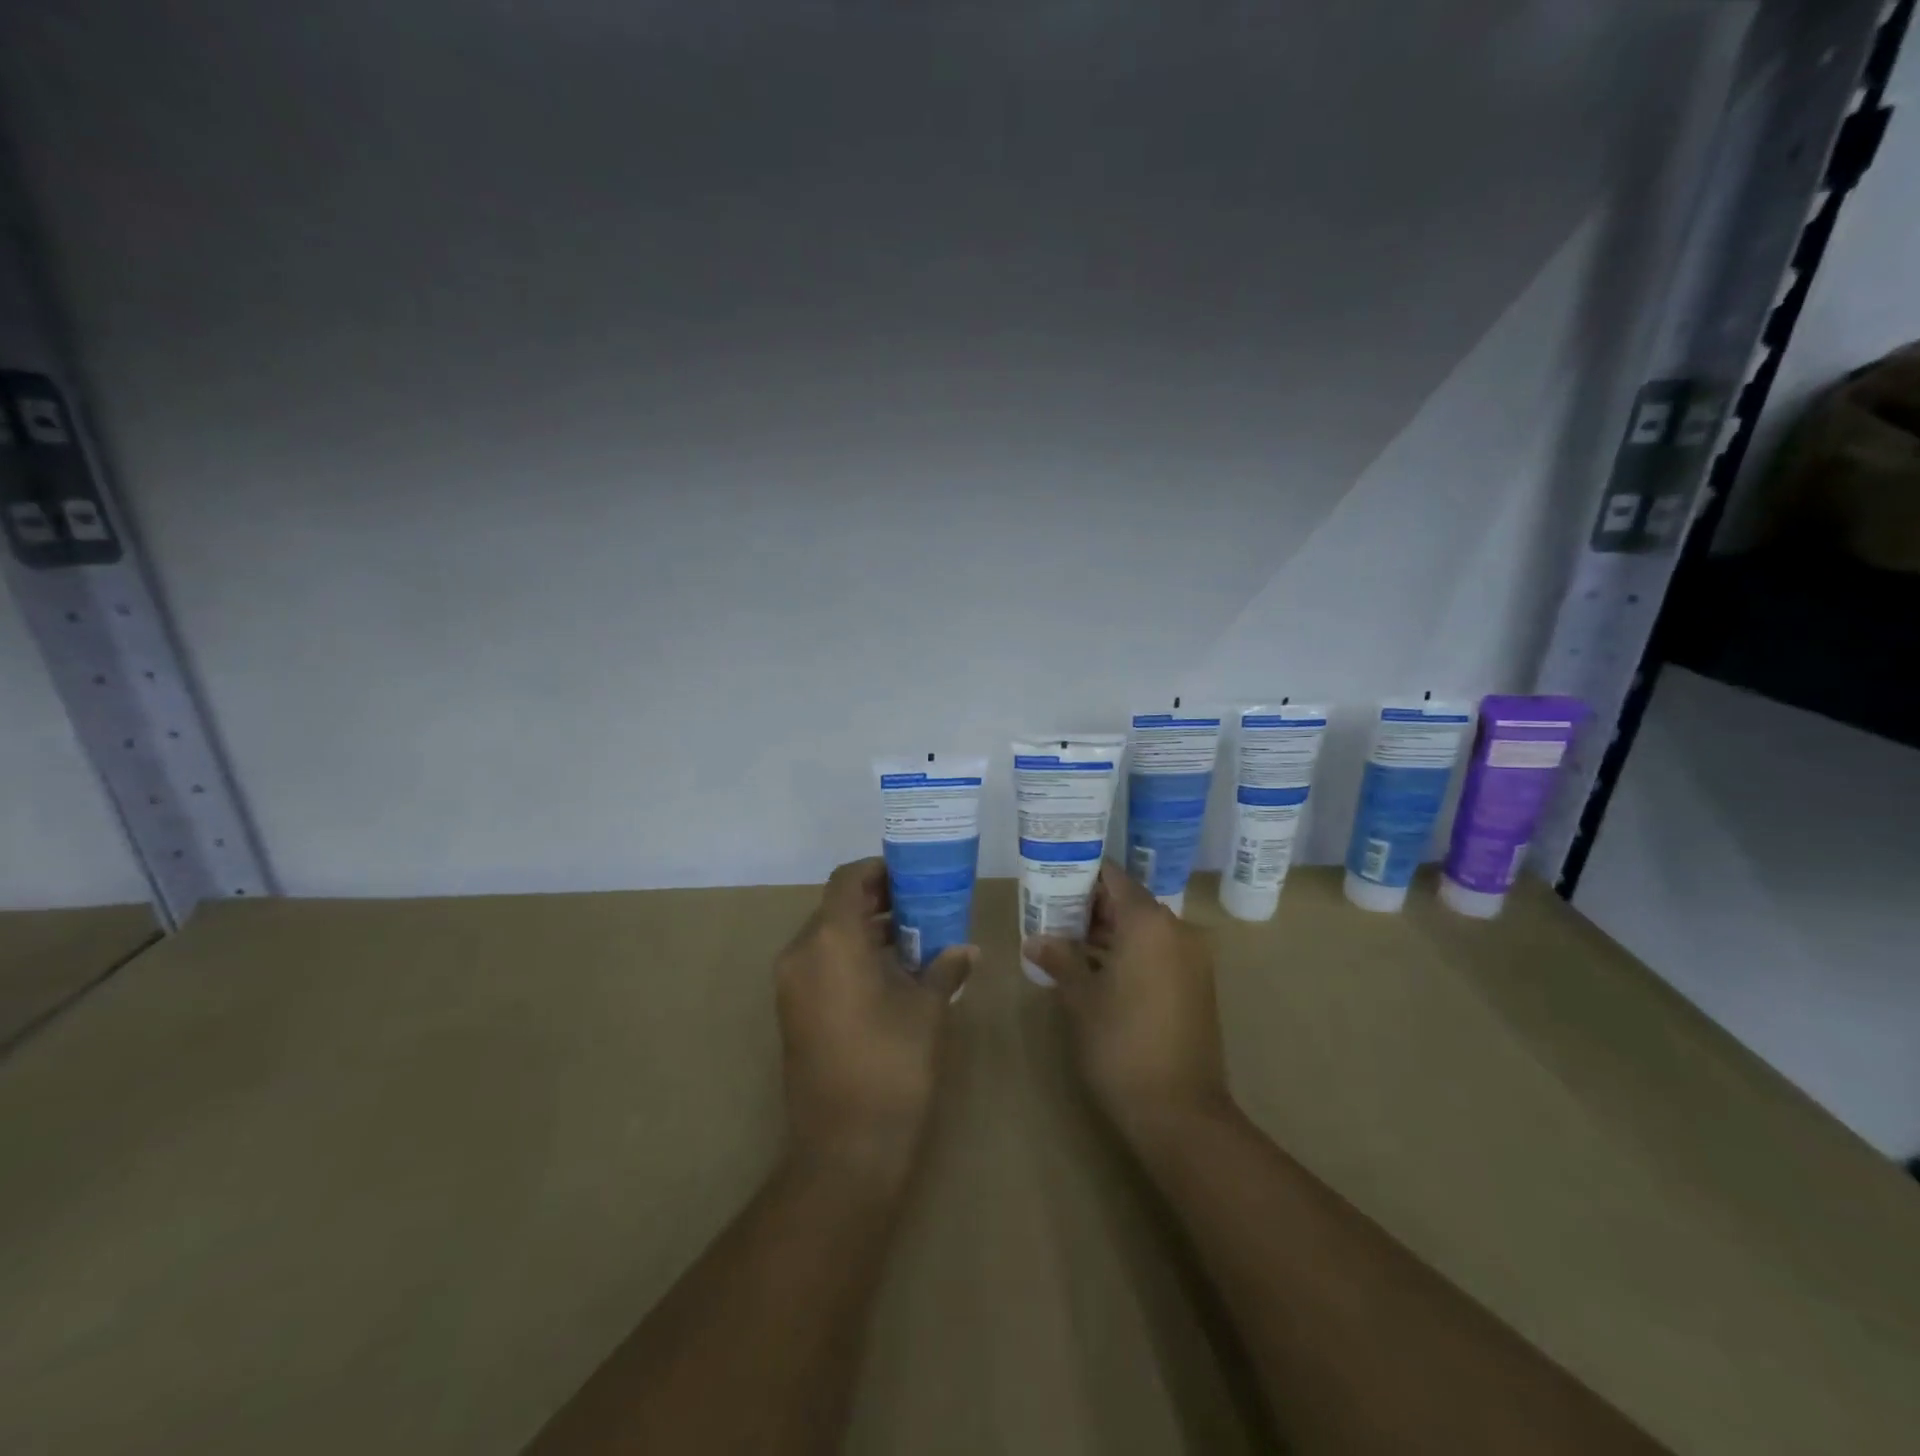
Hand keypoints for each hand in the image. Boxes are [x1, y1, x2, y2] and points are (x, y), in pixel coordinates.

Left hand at [775, 859, 976, 1188]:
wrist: (845, 1148)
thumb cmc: (892, 1065)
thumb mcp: (927, 1010)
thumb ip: (946, 968)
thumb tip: (967, 949)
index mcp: (831, 940)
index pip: (847, 880)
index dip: (879, 870)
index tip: (913, 874)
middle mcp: (801, 953)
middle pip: (836, 906)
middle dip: (878, 899)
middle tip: (922, 903)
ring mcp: (791, 985)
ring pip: (827, 936)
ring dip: (865, 929)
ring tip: (914, 936)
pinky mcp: (792, 1012)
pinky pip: (820, 964)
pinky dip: (851, 956)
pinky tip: (891, 972)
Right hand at [1023, 862, 1231, 1149]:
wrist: (1180, 1111)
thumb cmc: (1121, 1043)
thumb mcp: (1081, 998)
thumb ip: (1059, 959)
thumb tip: (1034, 939)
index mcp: (1149, 923)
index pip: (1113, 878)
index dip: (1083, 875)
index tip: (1053, 878)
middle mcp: (1177, 930)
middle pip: (1130, 902)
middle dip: (1092, 906)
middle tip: (1053, 913)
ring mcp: (1192, 959)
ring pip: (1145, 929)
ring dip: (1111, 932)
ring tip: (1068, 940)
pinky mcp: (1197, 985)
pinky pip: (1159, 952)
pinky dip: (1131, 953)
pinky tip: (1098, 969)